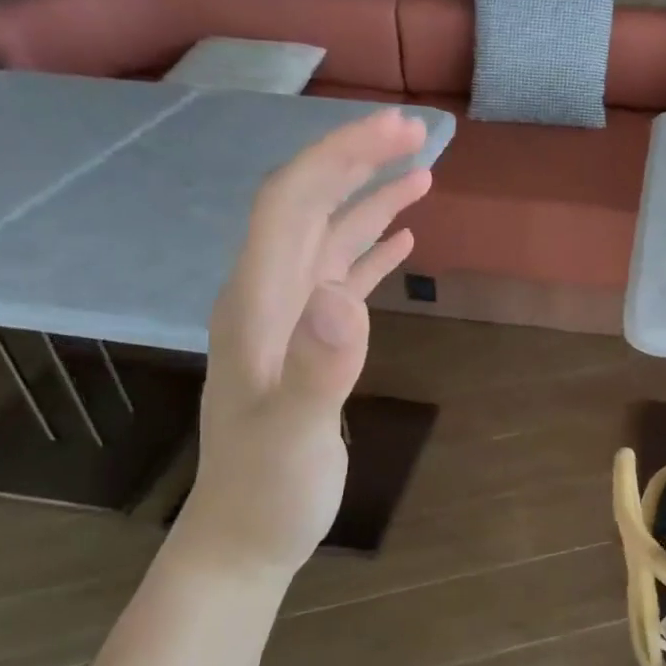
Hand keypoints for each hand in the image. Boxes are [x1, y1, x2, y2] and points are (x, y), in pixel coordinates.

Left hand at [169, 109, 432, 581]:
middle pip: (308, 208)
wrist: (245, 536)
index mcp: (256, 304)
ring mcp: (286, 321)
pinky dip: (369, 252)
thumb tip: (345, 298)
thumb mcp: (294, 437)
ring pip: (327, 240)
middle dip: (357, 162)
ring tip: (420, 174)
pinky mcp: (307, 344)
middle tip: (417, 134)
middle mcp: (267, 298)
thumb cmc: (268, 492)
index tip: (396, 129)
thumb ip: (318, 369)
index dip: (339, 157)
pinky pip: (339, 280)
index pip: (291, 204)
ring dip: (369, 202)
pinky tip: (400, 240)